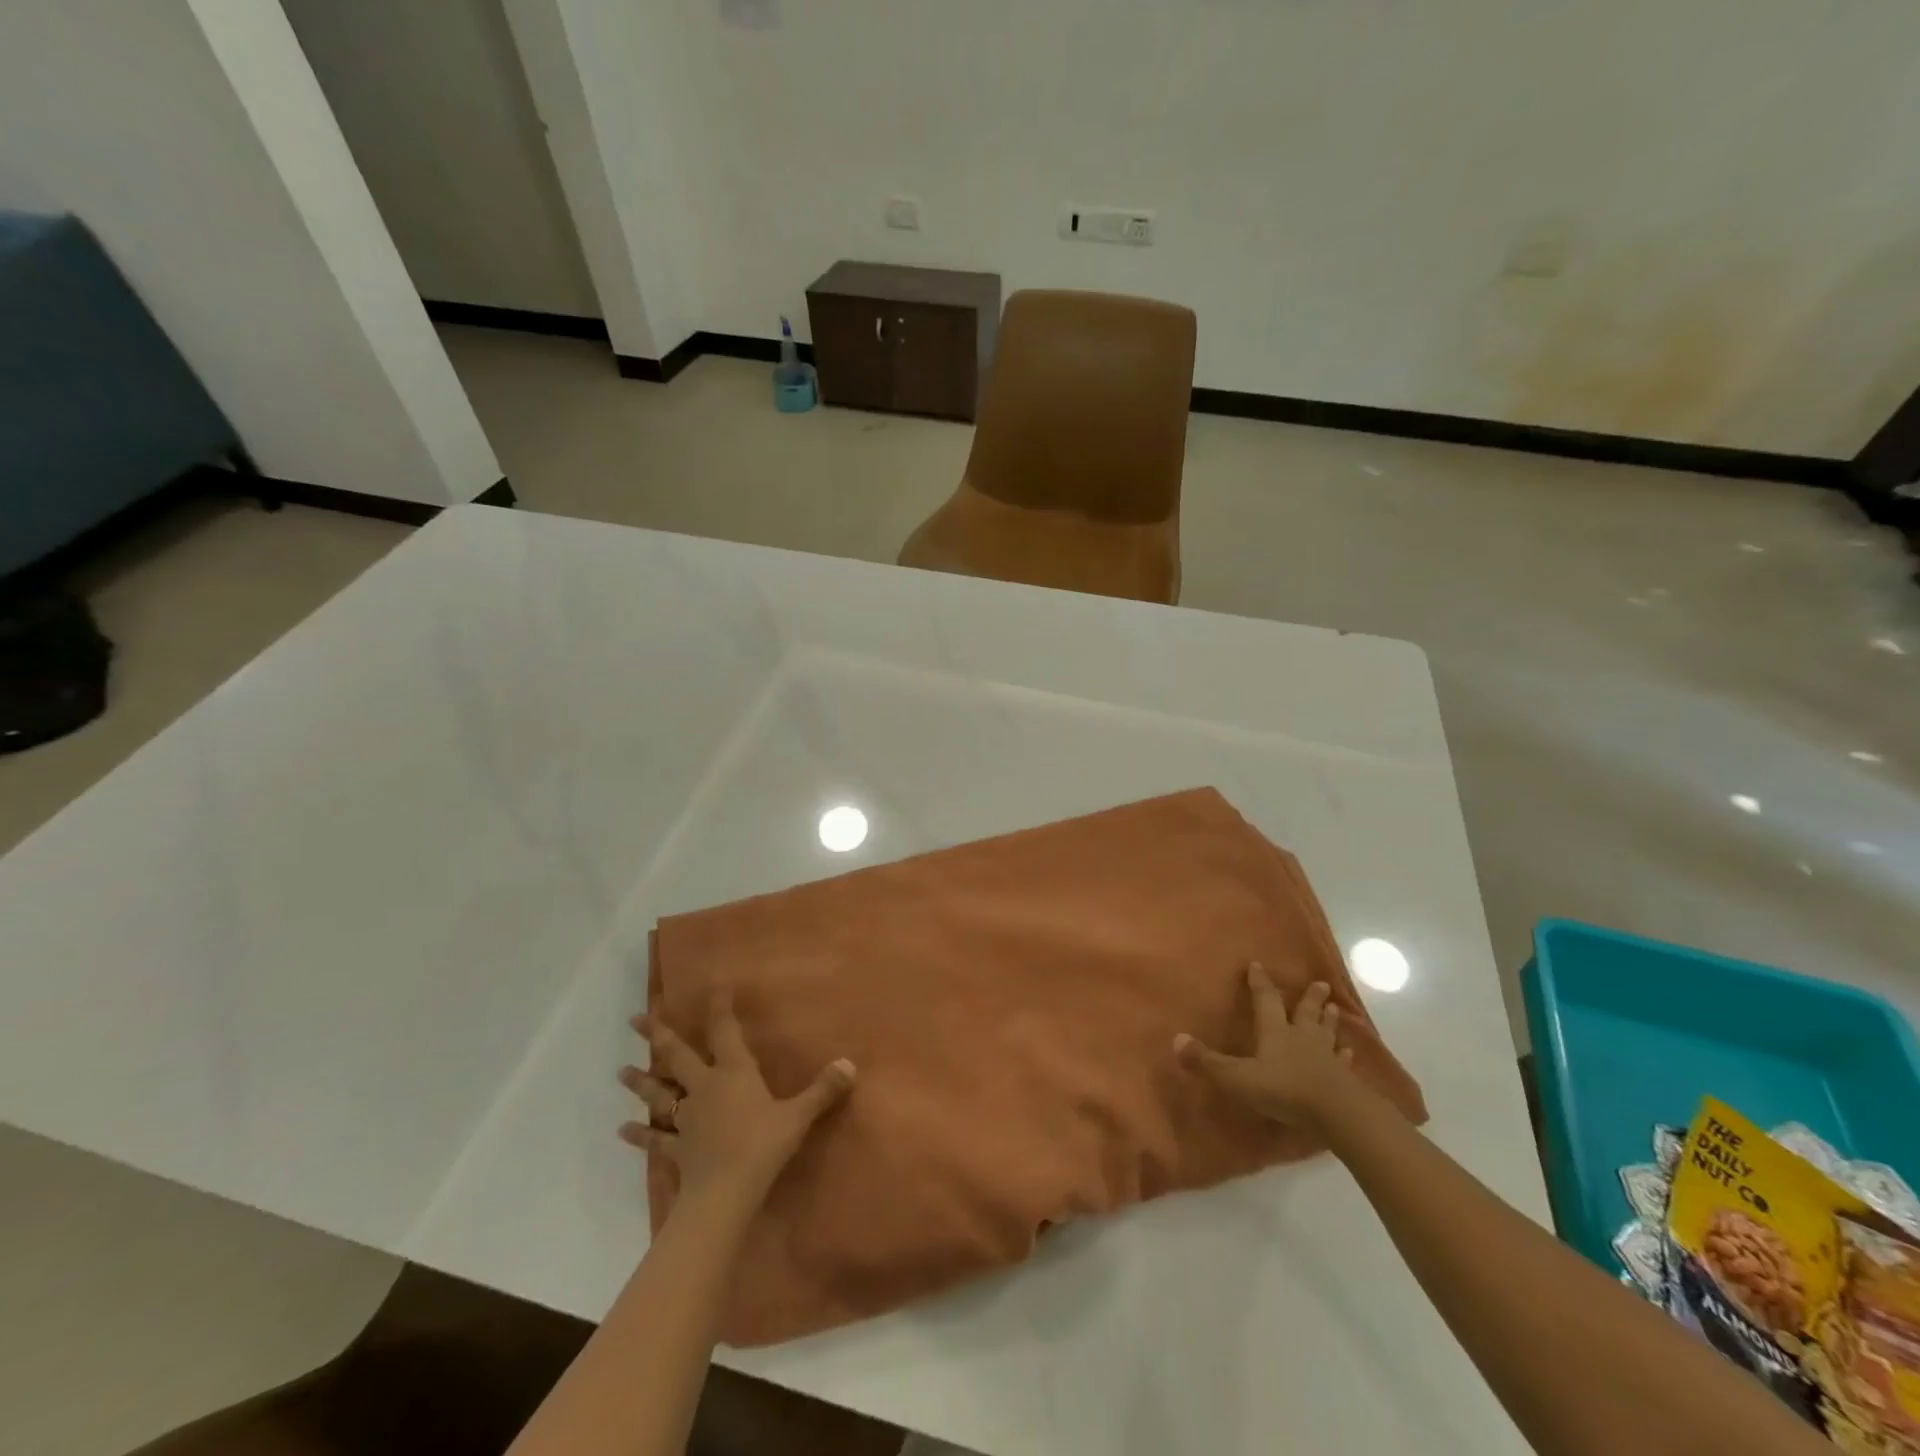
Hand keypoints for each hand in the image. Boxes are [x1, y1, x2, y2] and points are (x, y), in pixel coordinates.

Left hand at [619, 993, 855, 1204]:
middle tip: (636, 1018)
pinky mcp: (676, 1148)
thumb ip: (822, 1090)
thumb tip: (849, 1065)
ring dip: (640, 1082)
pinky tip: (621, 1129)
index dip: (719, 1007)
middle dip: (658, 1035)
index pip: (725, 1031)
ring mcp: (686, 1118)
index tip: (712, 984)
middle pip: (677, 1056)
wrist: (725, 1192)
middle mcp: (705, 1087)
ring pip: (659, 1094)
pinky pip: (655, 1139)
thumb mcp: (798, 1116)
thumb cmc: (763, 1145)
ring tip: (620, 1070)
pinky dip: (639, 1134)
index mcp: (734, 1072)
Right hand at [1174, 965, 1356, 1130]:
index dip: (1260, 983)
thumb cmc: (1285, 1091)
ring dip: (1329, 1020)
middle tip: (1320, 983)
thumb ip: (1208, 1061)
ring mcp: (1327, 1058)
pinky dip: (1346, 1055)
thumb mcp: (1238, 1078)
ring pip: (1327, 1032)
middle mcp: (1302, 1038)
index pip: (1265, 1000)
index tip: (1258, 965)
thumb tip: (1176, 1039)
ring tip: (1336, 1008)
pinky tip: (1351, 1052)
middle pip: (1305, 1012)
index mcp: (1275, 1032)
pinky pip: (1345, 1062)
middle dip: (1309, 998)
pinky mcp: (1345, 1080)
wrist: (1338, 1114)